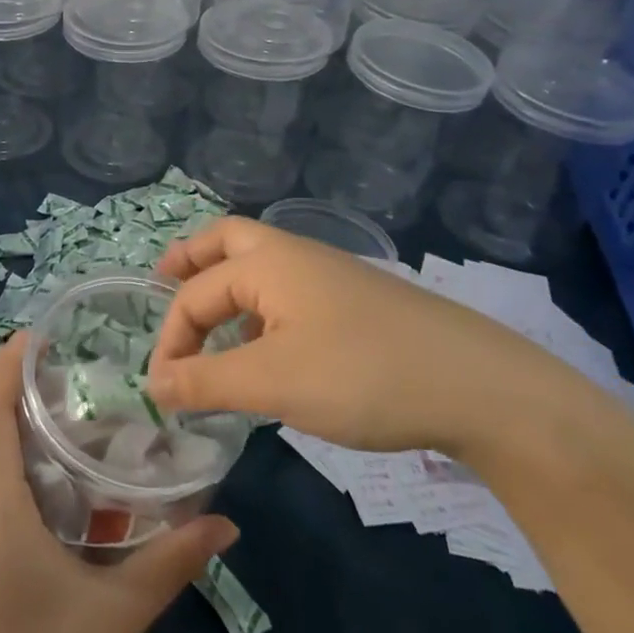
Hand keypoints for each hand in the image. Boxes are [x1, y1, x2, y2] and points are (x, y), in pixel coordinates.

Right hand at [147, 217, 575, 457]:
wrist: (482, 387)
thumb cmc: (362, 375)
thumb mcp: (272, 382)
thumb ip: (205, 381)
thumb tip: (151, 384)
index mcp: (266, 262)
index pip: (193, 293)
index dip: (170, 339)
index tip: (162, 391)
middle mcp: (294, 256)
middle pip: (226, 241)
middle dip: (190, 262)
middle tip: (164, 286)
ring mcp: (331, 276)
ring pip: (261, 268)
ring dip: (226, 288)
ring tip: (213, 333)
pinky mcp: (357, 303)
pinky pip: (290, 293)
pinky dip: (261, 311)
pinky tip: (271, 354)